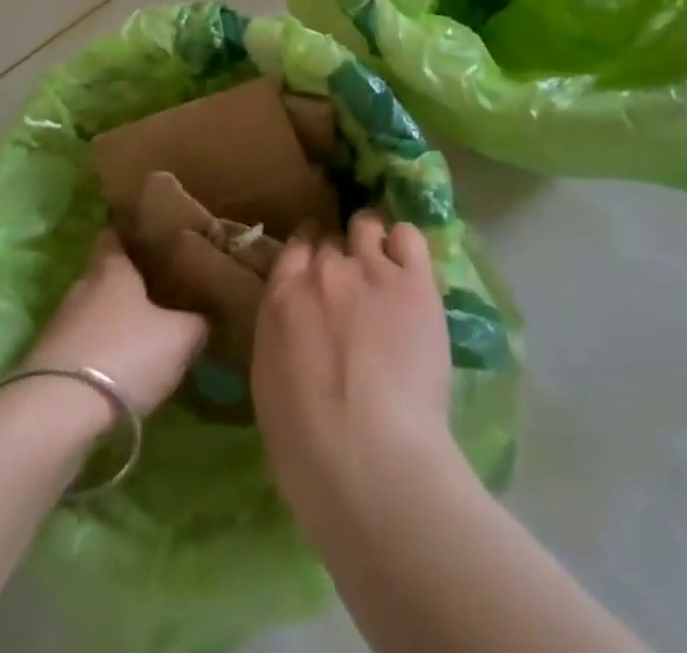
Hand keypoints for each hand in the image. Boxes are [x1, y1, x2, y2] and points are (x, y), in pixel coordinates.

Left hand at [22, 232, 208, 415]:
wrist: (56, 415)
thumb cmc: (124, 355)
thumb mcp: (180, 337)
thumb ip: (197, 321)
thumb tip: (204, 315)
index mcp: (111, 268)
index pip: (116, 235)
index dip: (134, 235)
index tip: (155, 239)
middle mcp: (81, 287)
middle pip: (105, 275)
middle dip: (129, 282)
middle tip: (161, 289)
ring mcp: (59, 326)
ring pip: (93, 313)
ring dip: (113, 322)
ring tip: (144, 333)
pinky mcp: (47, 364)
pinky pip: (82, 347)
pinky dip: (99, 354)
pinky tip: (120, 370)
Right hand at [252, 212, 456, 529]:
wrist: (370, 462)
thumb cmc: (308, 450)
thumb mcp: (271, 386)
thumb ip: (283, 338)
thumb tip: (299, 328)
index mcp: (282, 298)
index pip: (294, 249)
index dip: (307, 254)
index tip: (315, 269)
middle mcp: (324, 271)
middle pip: (330, 240)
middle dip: (338, 256)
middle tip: (351, 284)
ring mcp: (371, 270)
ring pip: (367, 225)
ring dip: (371, 241)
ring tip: (384, 265)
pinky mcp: (415, 282)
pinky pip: (409, 236)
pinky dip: (406, 244)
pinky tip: (409, 266)